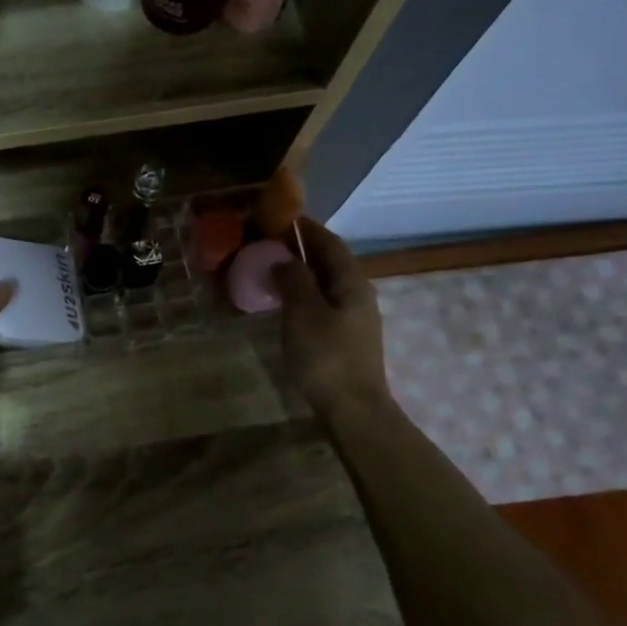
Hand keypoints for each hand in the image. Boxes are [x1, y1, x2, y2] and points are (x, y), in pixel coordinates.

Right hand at [273, 218, 394, 422]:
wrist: (353, 408)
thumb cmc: (326, 356)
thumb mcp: (303, 312)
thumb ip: (293, 280)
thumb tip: (284, 259)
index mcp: (351, 282)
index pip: (329, 242)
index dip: (306, 228)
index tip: (280, 217)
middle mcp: (358, 293)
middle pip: (330, 261)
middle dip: (302, 249)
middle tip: (268, 243)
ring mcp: (355, 317)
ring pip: (326, 283)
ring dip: (302, 272)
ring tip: (272, 270)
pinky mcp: (346, 337)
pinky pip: (323, 302)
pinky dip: (304, 293)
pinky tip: (285, 303)